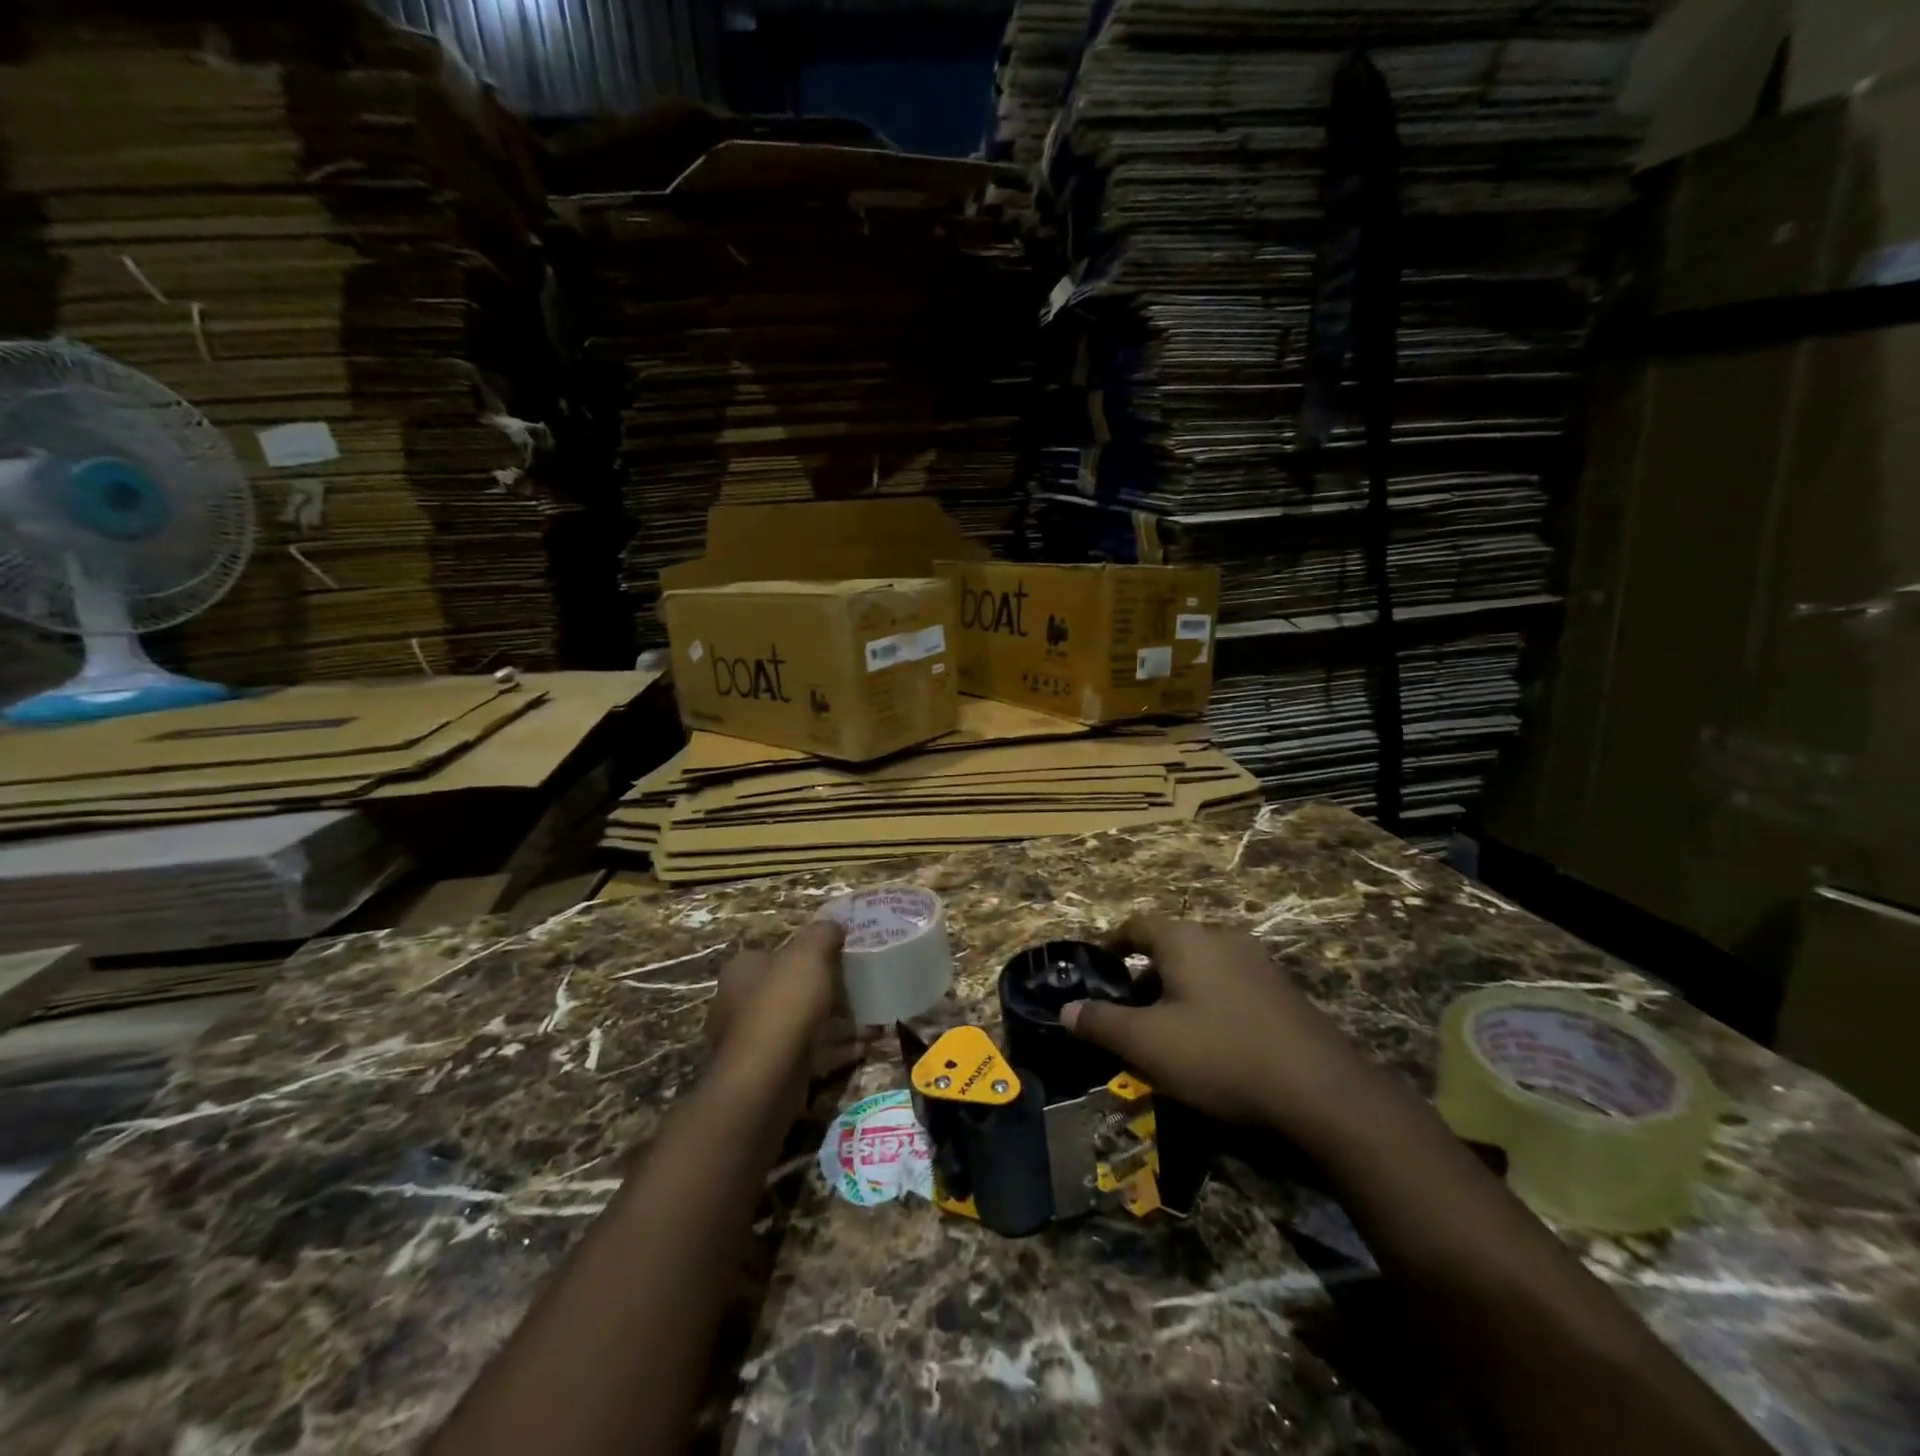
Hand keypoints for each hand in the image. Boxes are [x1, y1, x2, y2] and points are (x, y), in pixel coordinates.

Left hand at [705, 922, 871, 1084]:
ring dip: (833, 1022)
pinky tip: (864, 1047)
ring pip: (799, 1024)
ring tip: (870, 1020)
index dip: (806, 954)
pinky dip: (835, 1049)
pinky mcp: (768, 1074)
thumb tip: (834, 925)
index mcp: (741, 972)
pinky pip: (808, 1053)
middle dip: (822, 990)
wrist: (766, 1080)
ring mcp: (751, 1043)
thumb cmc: (784, 1005)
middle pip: (788, 989)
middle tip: (856, 989)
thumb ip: (822, 934)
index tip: (838, 957)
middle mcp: (737, 1005)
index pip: (773, 954)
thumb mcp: (809, 954)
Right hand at [1061, 915, 1382, 1137]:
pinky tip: (1213, 1043)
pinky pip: (1232, 985)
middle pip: (1171, 945)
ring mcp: (1259, 963)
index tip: (1098, 968)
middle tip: (1129, 1012)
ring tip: (1168, 1031)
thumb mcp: (1148, 1044)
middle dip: (1145, 974)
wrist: (1323, 1093)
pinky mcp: (1284, 992)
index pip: (1137, 924)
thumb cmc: (1221, 1056)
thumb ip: (1102, 1024)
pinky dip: (1210, 1002)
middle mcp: (1223, 938)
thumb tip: (1066, 1010)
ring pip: (1203, 966)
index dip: (1112, 942)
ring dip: (1178, 989)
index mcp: (1186, 939)